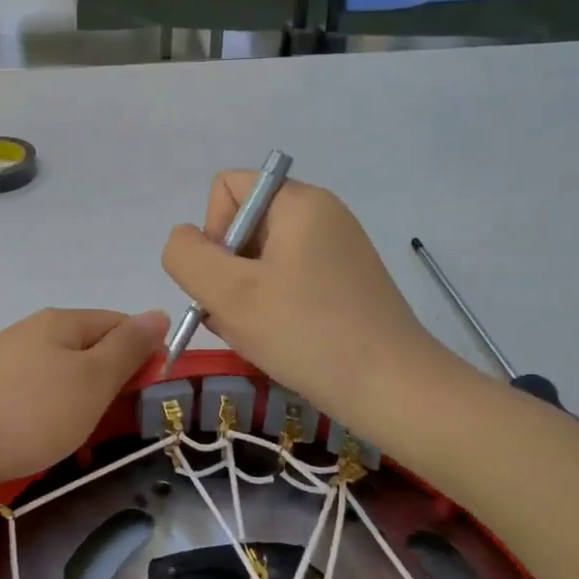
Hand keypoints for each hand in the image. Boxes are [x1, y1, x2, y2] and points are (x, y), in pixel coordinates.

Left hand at [0, 308, 169, 498]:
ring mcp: (2, 359)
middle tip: (116, 422)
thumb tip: (158, 313)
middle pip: (88, 348)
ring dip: (79, 401)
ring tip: (79, 437)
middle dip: (110, 382)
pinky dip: (46, 414)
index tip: (151, 394)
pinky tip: (39, 439)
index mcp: (61, 321)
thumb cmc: (30, 412)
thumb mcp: (92, 380)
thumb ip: (128, 348)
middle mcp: (30, 331)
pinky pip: (30, 394)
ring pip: (59, 374)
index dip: (144, 353)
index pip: (118, 323)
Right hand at [162, 173, 446, 433]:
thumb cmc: (306, 332)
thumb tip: (185, 240)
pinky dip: (269, 308)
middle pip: (242, 227)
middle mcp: (321, 216)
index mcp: (300, 202)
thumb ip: (186, 255)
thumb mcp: (228, 292)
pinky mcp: (343, 284)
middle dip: (226, 271)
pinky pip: (285, 282)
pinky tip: (277, 340)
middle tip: (241, 316)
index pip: (227, 189)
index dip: (212, 232)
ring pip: (259, 261)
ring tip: (259, 333)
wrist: (393, 390)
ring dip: (243, 296)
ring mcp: (336, 251)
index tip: (228, 279)